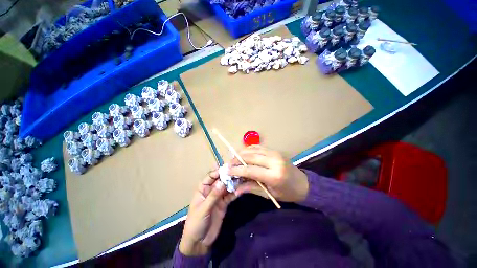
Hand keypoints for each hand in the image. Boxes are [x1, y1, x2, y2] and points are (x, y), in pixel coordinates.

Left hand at [179, 169, 235, 255]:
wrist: (199, 242)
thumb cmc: (196, 223)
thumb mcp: (203, 209)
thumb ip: (213, 196)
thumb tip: (223, 182)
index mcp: (203, 189)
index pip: (210, 176)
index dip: (218, 172)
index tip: (228, 168)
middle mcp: (211, 190)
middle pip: (220, 180)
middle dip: (228, 176)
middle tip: (238, 171)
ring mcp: (218, 197)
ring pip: (226, 187)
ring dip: (233, 183)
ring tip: (242, 178)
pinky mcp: (224, 203)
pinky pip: (230, 196)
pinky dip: (235, 192)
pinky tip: (241, 189)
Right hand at [228, 145, 308, 202]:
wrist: (304, 183)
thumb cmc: (287, 193)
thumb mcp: (269, 194)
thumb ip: (251, 188)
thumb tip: (235, 188)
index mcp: (274, 175)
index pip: (250, 170)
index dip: (236, 170)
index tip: (226, 171)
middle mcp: (274, 161)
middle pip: (250, 157)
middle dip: (236, 160)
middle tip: (228, 164)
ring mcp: (275, 153)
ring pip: (253, 149)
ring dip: (241, 153)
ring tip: (233, 159)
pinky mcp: (275, 150)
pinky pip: (258, 147)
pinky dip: (249, 149)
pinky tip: (243, 154)